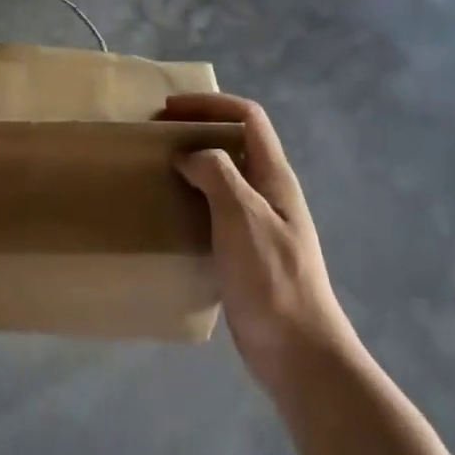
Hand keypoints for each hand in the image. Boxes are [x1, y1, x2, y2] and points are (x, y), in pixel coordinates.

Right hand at [161, 93, 354, 389]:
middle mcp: (268, 192)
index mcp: (274, 177)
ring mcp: (259, 223)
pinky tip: (170, 215)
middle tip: (157, 138)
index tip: (170, 109)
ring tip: (157, 171)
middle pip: (236, 142)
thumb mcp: (243, 216)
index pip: (248, 117)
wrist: (296, 350)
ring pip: (224, 177)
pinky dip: (193, 200)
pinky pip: (216, 210)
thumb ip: (217, 174)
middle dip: (199, 130)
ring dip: (194, 165)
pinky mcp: (245, 251)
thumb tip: (189, 154)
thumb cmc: (271, 278)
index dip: (211, 104)